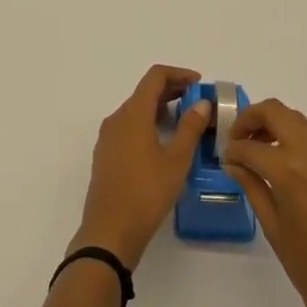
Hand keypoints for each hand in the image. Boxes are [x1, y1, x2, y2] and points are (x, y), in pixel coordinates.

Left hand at [70, 64, 211, 269]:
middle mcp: (117, 118)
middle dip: (172, 91)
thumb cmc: (146, 193)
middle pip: (145, 92)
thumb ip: (190, 128)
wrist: (109, 232)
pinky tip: (163, 142)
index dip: (179, 74)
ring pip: (136, 110)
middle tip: (197, 102)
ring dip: (160, 108)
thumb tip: (202, 104)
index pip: (155, 77)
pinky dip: (148, 124)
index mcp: (133, 113)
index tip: (199, 83)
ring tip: (185, 121)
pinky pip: (129, 127)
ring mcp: (108, 137)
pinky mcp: (105, 155)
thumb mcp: (176, 160)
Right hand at [222, 99, 306, 306]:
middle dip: (252, 118)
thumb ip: (253, 187)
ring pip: (299, 122)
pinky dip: (297, 145)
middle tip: (238, 140)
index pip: (251, 146)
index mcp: (290, 171)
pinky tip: (289, 173)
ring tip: (260, 153)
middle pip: (277, 112)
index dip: (232, 149)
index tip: (225, 158)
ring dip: (276, 127)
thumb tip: (234, 163)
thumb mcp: (274, 230)